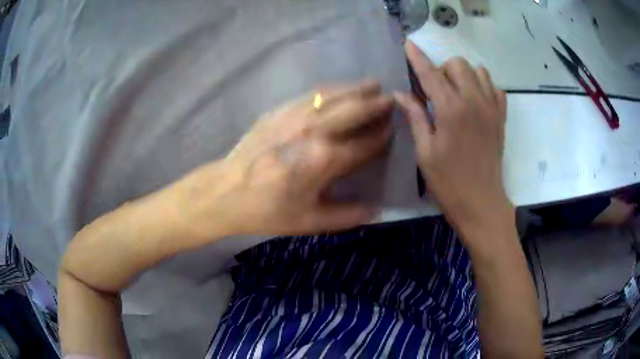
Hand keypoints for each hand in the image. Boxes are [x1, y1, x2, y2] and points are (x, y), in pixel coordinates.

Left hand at [173, 81, 392, 239]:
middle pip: (354, 109)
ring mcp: (295, 115)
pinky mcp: (279, 110)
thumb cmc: (268, 210)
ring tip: (373, 85)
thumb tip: (378, 211)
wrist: (226, 191)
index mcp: (324, 160)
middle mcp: (314, 131)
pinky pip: (312, 93)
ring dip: (356, 88)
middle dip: (376, 103)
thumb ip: (347, 216)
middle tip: (391, 99)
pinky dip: (331, 89)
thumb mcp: (310, 221)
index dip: (382, 136)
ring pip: (334, 95)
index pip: (365, 143)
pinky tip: (338, 89)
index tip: (393, 130)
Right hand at [395, 41, 511, 237]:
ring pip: (479, 71)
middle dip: (443, 70)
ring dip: (464, 76)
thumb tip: (400, 94)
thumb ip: (415, 117)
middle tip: (435, 91)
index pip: (430, 73)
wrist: (482, 203)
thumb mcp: (425, 152)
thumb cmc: (448, 182)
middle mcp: (474, 101)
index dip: (417, 57)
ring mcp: (491, 108)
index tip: (409, 44)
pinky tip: (475, 102)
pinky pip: (495, 88)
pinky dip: (484, 87)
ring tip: (456, 94)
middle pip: (458, 64)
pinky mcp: (501, 117)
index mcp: (450, 110)